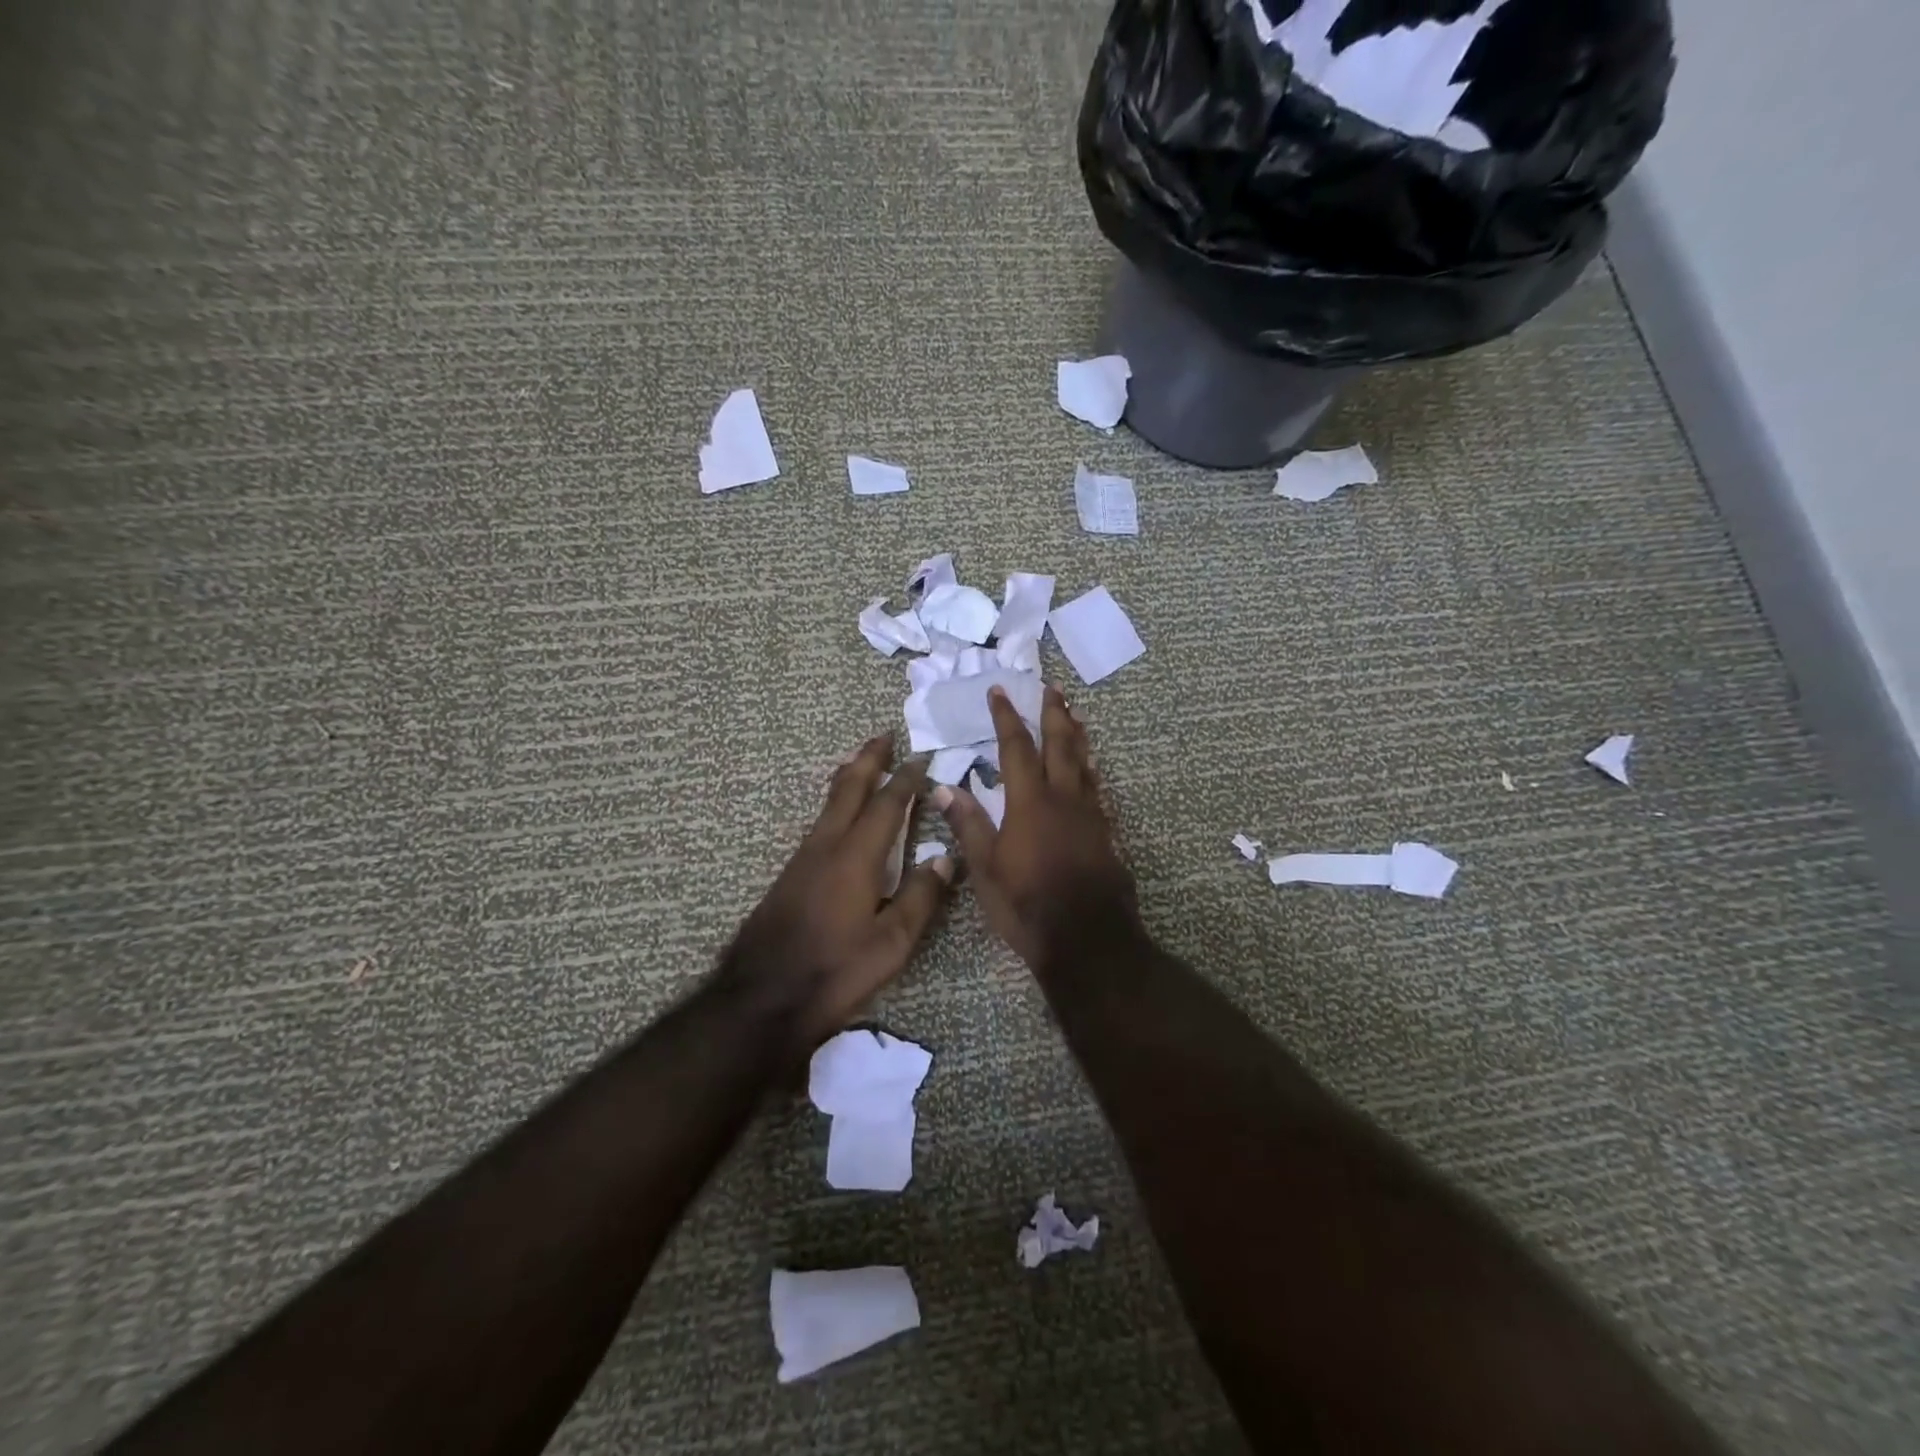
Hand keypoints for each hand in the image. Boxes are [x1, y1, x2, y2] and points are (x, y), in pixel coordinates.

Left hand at [722, 736, 953, 1048]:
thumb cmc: (834, 971)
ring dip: (849, 777)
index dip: (905, 779)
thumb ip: (920, 898)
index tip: (922, 758)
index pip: (886, 805)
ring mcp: (803, 858)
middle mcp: (827, 846)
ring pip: (829, 803)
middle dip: (868, 760)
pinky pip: (819, 822)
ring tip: (862, 762)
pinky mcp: (791, 874)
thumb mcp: (890, 944)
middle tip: (883, 735)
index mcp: (856, 857)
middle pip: (848, 789)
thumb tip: (945, 858)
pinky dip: (836, 802)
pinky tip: (839, 814)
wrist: (762, 996)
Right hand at [935, 685, 1136, 967]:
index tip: (999, 691)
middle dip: (1054, 714)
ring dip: (1078, 736)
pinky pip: (1097, 789)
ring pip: (1084, 764)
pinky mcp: (1105, 833)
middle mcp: (1063, 798)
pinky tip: (1091, 771)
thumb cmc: (1027, 903)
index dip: (1006, 718)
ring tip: (1076, 716)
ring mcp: (1089, 814)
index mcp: (1030, 802)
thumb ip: (969, 824)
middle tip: (1053, 689)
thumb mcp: (986, 868)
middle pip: (1060, 745)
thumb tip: (945, 787)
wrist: (1087, 937)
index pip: (1016, 749)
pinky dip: (1091, 771)